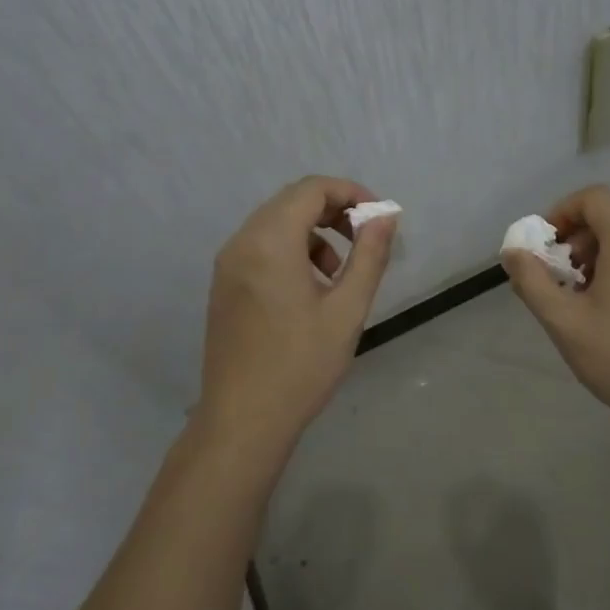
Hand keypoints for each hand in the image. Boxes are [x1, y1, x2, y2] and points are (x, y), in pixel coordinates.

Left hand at [198, 176, 398, 446]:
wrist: (243, 420)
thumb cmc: (301, 365)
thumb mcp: (347, 310)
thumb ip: (369, 255)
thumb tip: (385, 216)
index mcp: (270, 242)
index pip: (312, 189)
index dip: (350, 193)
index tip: (379, 218)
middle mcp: (242, 242)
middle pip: (291, 202)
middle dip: (333, 211)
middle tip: (365, 239)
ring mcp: (228, 264)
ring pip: (275, 224)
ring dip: (312, 232)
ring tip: (339, 272)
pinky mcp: (224, 285)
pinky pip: (260, 247)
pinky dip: (290, 250)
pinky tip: (310, 289)